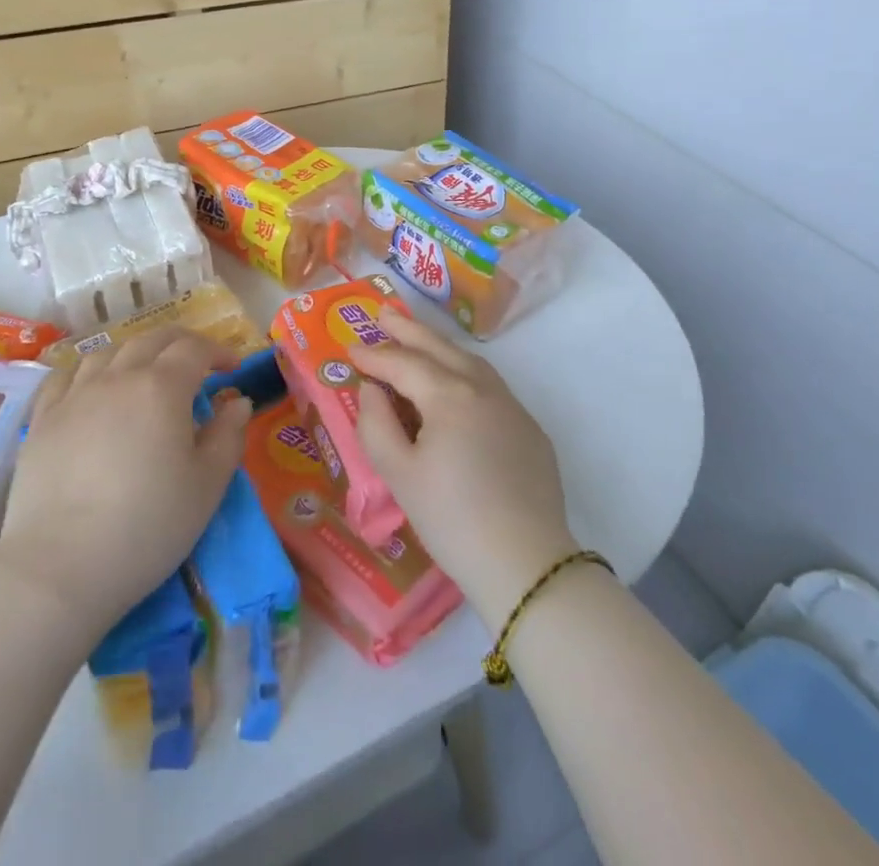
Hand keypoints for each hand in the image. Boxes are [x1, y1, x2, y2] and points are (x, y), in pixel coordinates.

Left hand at [0, 328, 250, 637]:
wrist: (59, 568)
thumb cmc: (147, 527)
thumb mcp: (207, 486)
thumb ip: (228, 436)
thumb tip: (237, 401)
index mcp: (162, 387)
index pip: (194, 348)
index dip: (218, 351)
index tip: (232, 369)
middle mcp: (117, 377)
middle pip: (152, 340)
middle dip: (181, 343)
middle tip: (197, 362)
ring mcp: (74, 395)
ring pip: (108, 352)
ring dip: (135, 353)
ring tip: (145, 373)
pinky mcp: (42, 419)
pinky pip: (66, 376)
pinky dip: (89, 370)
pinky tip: (92, 387)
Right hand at [351, 310, 577, 629]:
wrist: (526, 564)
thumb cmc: (452, 519)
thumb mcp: (399, 475)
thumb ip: (376, 425)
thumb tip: (371, 390)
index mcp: (449, 394)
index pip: (403, 363)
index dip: (374, 355)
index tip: (349, 349)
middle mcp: (483, 387)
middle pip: (439, 347)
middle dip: (407, 330)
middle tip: (382, 314)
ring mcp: (511, 405)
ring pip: (469, 361)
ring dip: (439, 346)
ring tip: (416, 340)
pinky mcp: (529, 428)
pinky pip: (489, 385)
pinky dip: (463, 372)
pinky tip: (455, 384)